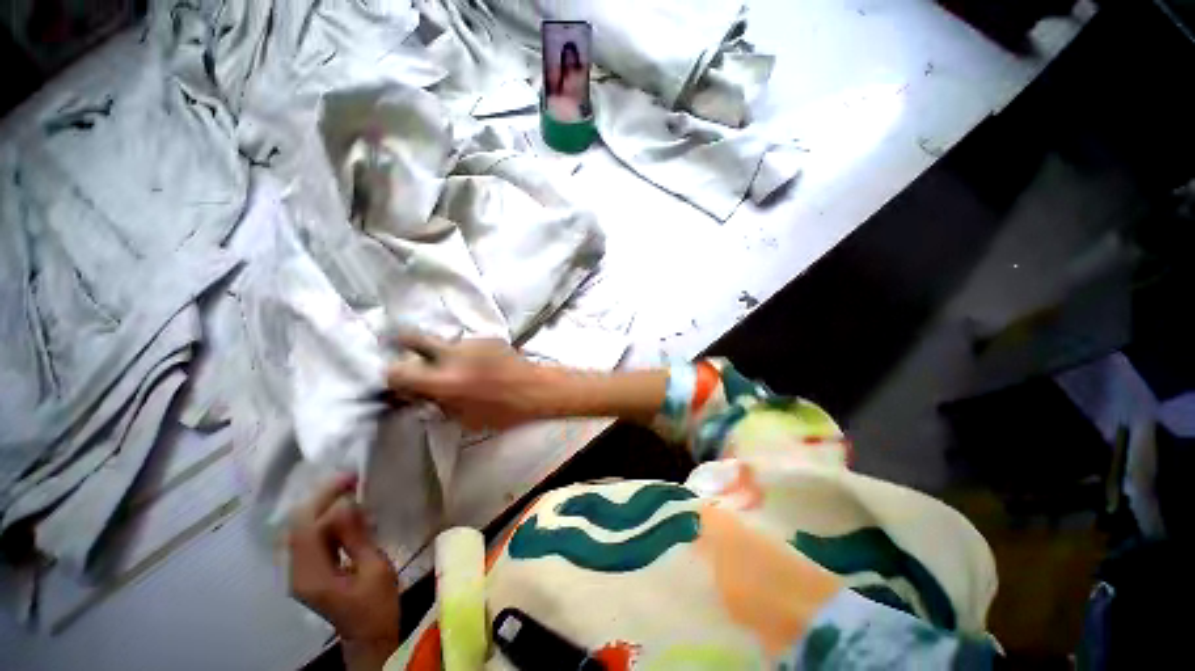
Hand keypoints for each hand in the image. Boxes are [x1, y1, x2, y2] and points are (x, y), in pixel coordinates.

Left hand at [288, 474, 399, 668]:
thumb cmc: (377, 605)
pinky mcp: (309, 571)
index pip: (305, 527)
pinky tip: (345, 512)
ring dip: (323, 506)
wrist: (369, 636)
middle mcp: (296, 572)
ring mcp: (300, 573)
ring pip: (302, 530)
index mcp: (310, 575)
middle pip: (298, 526)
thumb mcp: (375, 569)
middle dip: (322, 498)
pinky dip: (326, 520)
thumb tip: (345, 504)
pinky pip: (310, 538)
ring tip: (350, 489)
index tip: (350, 478)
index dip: (323, 498)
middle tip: (351, 479)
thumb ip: (356, 537)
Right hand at [386, 332, 553, 430]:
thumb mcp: (463, 418)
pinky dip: (468, 353)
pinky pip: (468, 343)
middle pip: (411, 337)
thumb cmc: (503, 412)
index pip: (397, 371)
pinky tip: (483, 363)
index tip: (401, 383)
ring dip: (445, 353)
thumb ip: (436, 403)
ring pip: (444, 342)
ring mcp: (470, 342)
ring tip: (463, 366)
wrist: (536, 389)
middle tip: (412, 355)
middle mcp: (451, 355)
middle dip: (404, 344)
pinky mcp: (487, 336)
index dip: (393, 378)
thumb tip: (416, 393)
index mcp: (443, 381)